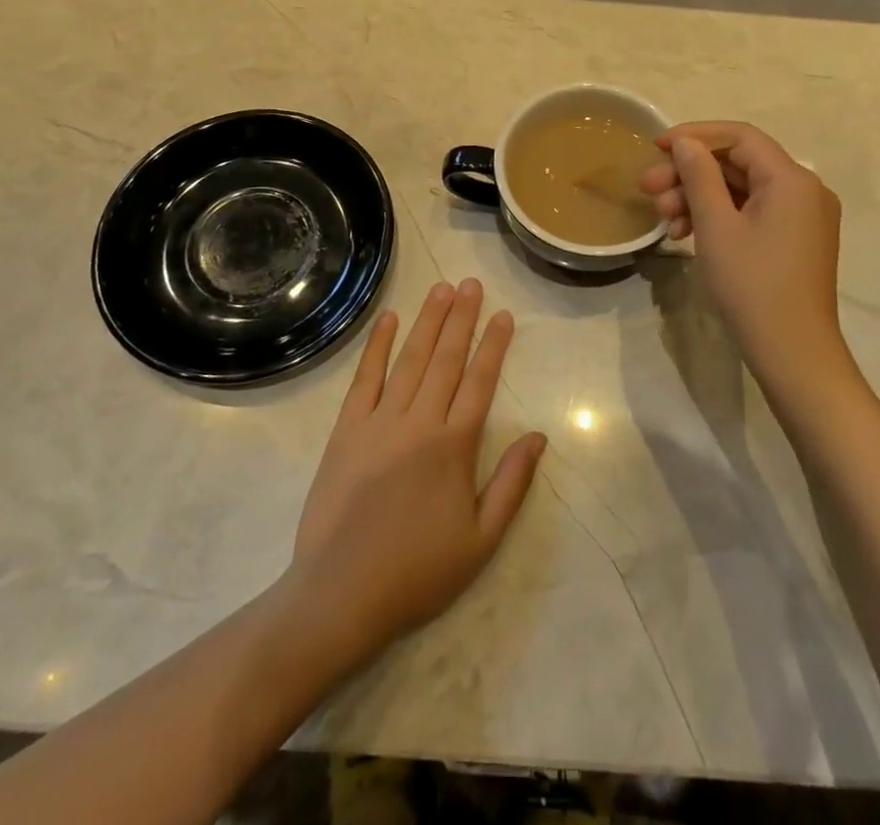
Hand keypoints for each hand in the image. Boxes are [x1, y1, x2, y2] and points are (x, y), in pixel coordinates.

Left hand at [287, 279, 546, 661]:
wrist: (341, 595)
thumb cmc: (418, 572)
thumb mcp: (481, 540)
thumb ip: (512, 483)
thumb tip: (539, 436)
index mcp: (454, 447)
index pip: (480, 382)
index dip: (493, 345)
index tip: (503, 314)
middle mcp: (419, 423)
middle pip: (446, 360)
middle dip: (462, 319)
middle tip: (472, 284)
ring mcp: (379, 422)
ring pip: (411, 360)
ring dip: (428, 322)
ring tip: (442, 289)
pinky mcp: (346, 430)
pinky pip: (365, 379)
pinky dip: (377, 347)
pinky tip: (389, 320)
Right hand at [641, 122, 854, 392]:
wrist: (794, 355)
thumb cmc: (752, 286)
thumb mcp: (716, 226)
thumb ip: (699, 176)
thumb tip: (686, 142)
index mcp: (791, 179)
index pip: (739, 136)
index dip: (694, 136)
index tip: (655, 147)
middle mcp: (804, 189)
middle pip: (738, 163)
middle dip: (689, 173)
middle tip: (647, 190)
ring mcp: (803, 216)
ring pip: (741, 189)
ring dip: (698, 197)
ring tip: (663, 219)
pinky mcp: (795, 239)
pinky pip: (752, 212)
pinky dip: (718, 216)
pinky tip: (685, 234)